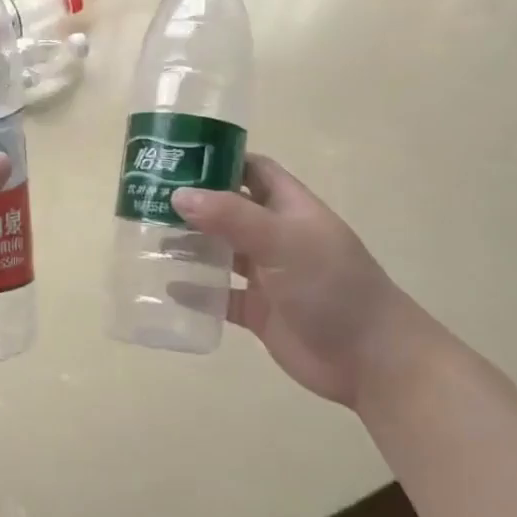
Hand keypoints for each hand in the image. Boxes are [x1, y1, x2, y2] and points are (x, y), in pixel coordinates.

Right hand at [171, 155, 432, 407]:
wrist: (370, 359)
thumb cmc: (332, 286)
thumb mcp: (284, 242)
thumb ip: (232, 217)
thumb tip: (178, 195)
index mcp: (290, 208)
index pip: (252, 169)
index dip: (220, 159)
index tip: (176, 156)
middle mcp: (276, 236)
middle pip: (229, 210)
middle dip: (193, 204)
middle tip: (146, 198)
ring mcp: (267, 275)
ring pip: (221, 252)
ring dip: (190, 246)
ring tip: (147, 238)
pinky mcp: (259, 311)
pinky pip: (220, 296)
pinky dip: (197, 292)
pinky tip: (167, 287)